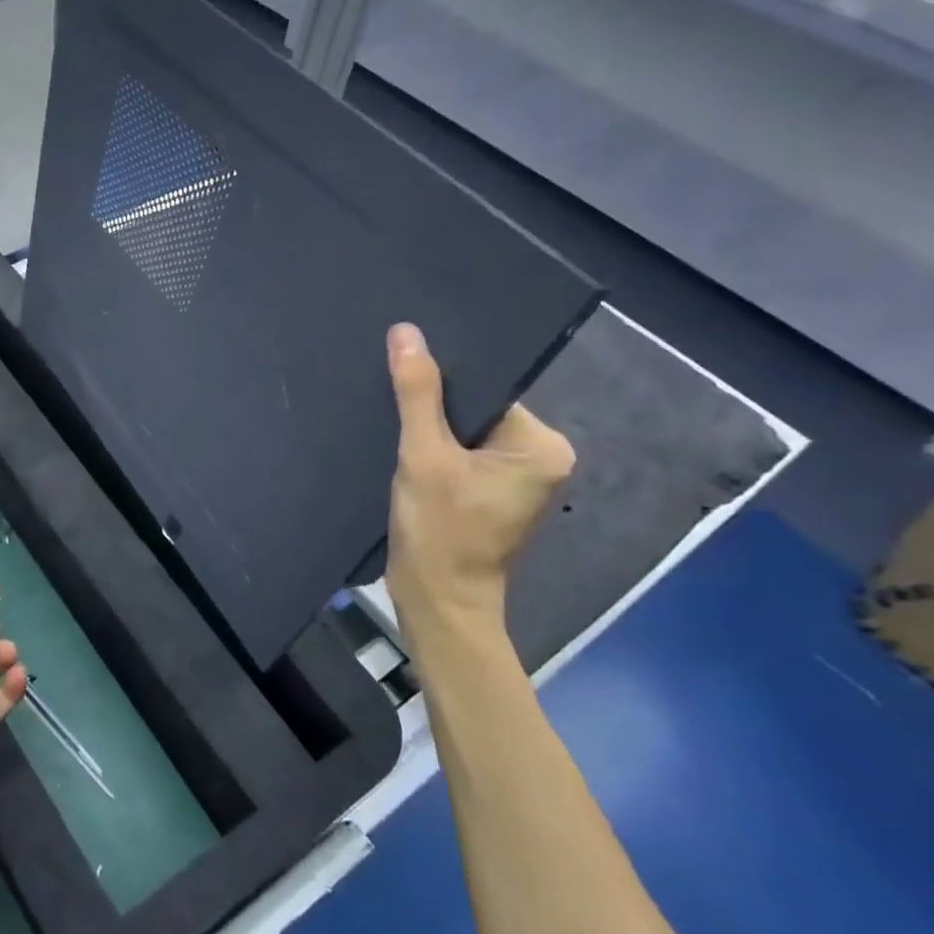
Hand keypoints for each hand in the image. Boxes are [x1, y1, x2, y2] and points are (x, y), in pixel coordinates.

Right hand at [386, 323, 574, 637]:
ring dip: (430, 430)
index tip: (404, 374)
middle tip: (390, 399)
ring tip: (391, 421)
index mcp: (542, 446)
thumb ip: (417, 393)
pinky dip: (433, 451)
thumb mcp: (424, 456)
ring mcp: (516, 480)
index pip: (489, 392)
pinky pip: (461, 455)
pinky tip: (402, 449)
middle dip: (435, 409)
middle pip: (477, 411)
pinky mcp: (490, 494)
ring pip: (465, 433)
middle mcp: (540, 459)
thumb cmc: (440, 530)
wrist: (435, 601)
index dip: (445, 383)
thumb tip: (406, 332)